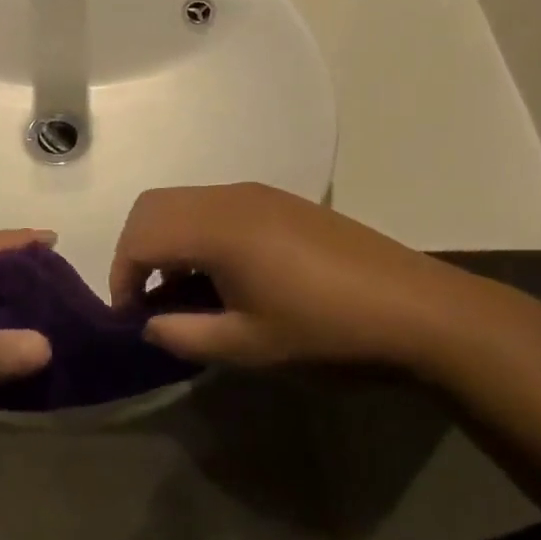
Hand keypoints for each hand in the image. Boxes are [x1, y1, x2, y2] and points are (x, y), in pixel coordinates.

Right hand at [110, 183, 491, 371]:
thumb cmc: (326, 331)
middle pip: (153, 207)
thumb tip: (148, 325)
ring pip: (184, 202)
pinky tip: (224, 275)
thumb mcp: (248, 346)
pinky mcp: (280, 201)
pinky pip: (215, 206)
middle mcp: (229, 197)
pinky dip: (197, 233)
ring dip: (167, 240)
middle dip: (136, 250)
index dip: (123, 277)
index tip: (131, 318)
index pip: (140, 238)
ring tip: (185, 291)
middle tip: (148, 299)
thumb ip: (184, 334)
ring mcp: (257, 194)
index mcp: (216, 229)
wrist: (418, 310)